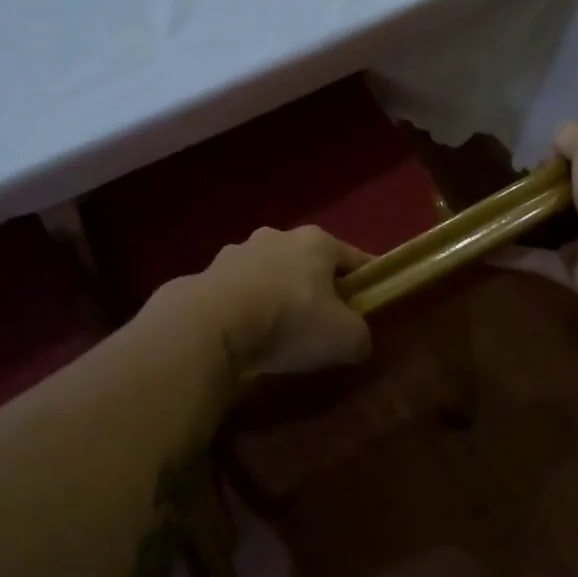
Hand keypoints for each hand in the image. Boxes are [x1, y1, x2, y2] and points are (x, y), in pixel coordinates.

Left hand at [162, 226, 372, 379]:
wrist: (212, 325)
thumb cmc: (290, 320)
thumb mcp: (346, 338)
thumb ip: (360, 336)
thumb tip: (356, 340)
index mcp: (316, 241)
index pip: (353, 258)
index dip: (366, 282)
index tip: (370, 304)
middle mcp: (277, 236)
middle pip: (307, 263)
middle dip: (316, 288)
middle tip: (322, 323)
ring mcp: (237, 252)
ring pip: (269, 274)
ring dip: (276, 295)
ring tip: (278, 332)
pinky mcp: (207, 273)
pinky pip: (237, 292)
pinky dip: (244, 308)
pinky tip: (245, 335)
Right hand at [498, 121, 577, 319]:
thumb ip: (572, 136)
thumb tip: (551, 154)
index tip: (551, 156)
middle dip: (554, 190)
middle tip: (518, 184)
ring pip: (560, 229)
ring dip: (530, 222)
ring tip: (494, 211)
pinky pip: (540, 261)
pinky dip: (513, 255)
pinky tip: (484, 246)